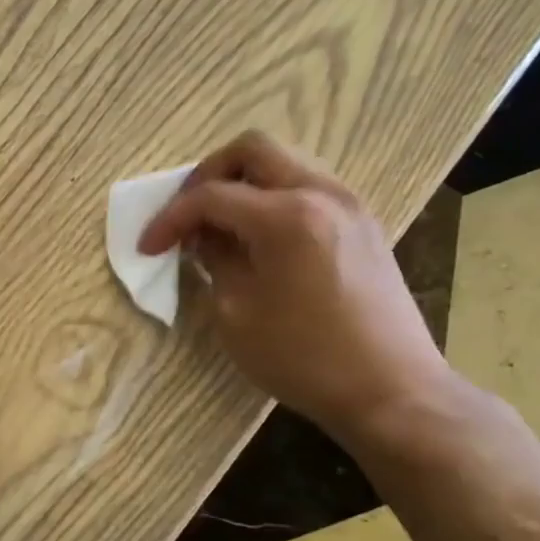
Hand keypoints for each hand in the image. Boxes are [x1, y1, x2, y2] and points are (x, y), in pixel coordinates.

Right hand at [137, 131, 455, 440]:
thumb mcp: (236, 314)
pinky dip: (273, 199)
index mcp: (285, 217)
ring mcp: (349, 205)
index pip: (211, 196)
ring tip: (220, 227)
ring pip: (284, 163)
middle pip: (252, 150)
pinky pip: (308, 187)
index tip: (148, 247)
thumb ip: (215, 262)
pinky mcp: (363, 225)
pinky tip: (259, 239)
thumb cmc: (303, 358)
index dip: (170, 218)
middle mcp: (321, 194)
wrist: (392, 391)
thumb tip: (204, 239)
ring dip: (243, 184)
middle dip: (208, 175)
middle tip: (188, 215)